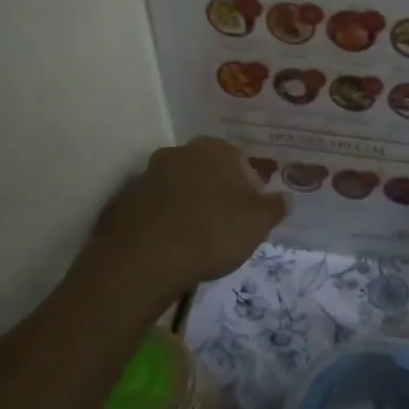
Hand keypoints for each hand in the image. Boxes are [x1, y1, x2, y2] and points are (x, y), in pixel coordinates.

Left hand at [83, 137, 286, 298]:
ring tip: (196, 240)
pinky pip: (154, 208)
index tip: (250, 216)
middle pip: (207, 172)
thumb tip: (285, 199)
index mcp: (215, 149)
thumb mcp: (259, 223)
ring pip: (179, 188)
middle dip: (217, 194)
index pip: (241, 163)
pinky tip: (171, 246)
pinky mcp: (124, 200)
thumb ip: (275, 207)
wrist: (146, 258)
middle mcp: (179, 152)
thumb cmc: (213, 231)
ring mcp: (147, 174)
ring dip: (188, 206)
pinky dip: (164, 221)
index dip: (249, 190)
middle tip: (225, 227)